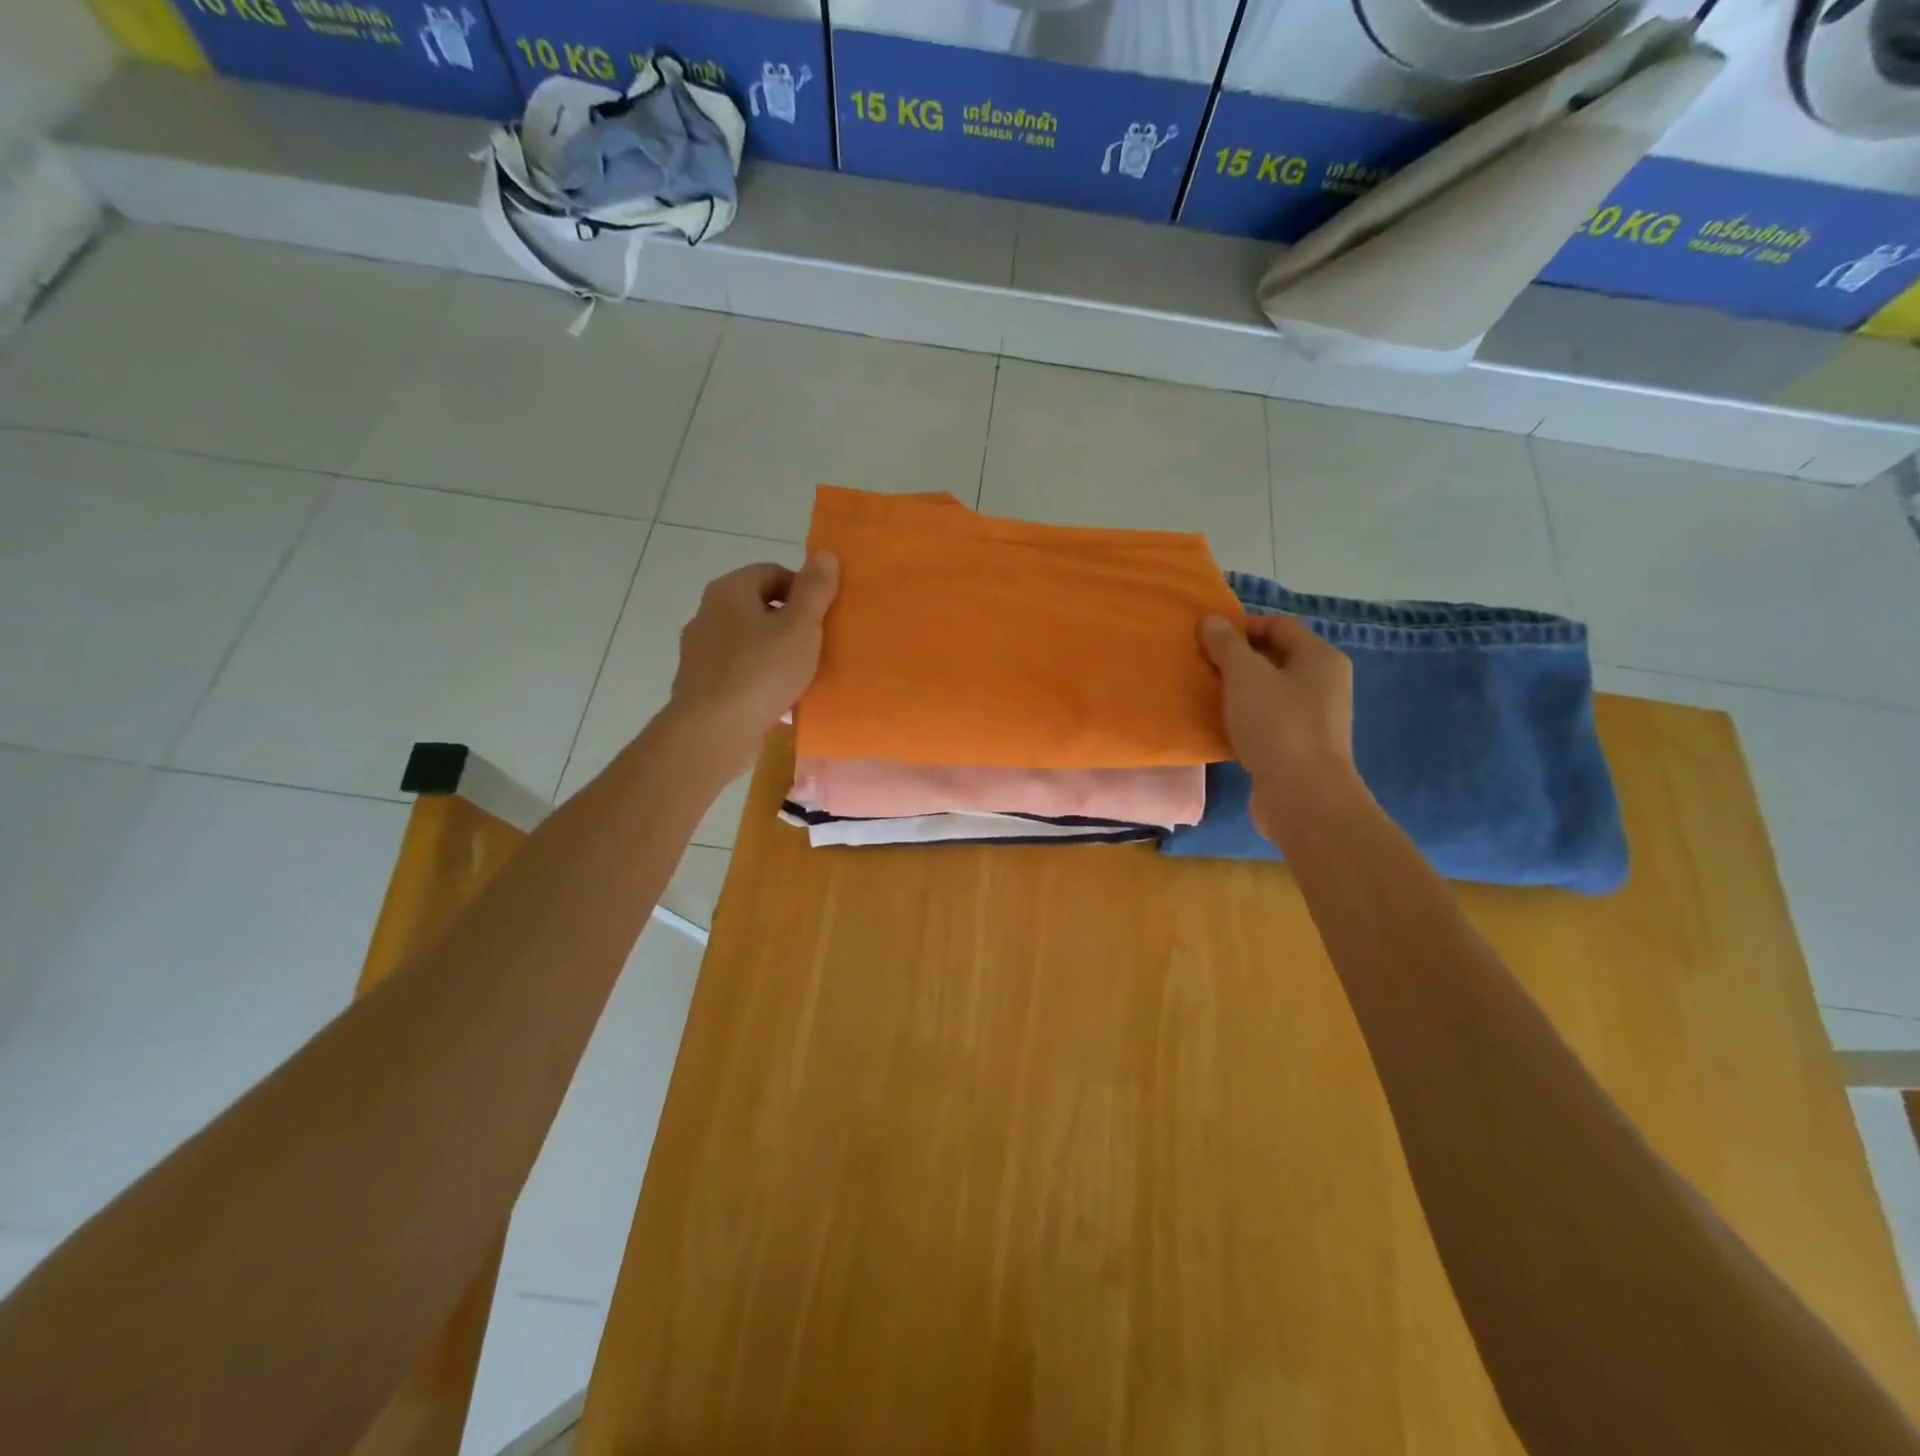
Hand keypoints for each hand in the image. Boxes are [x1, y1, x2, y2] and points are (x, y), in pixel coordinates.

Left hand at [667, 553, 838, 775]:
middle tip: (817, 646)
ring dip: (774, 653)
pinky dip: (758, 679)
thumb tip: (824, 553)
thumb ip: (814, 590)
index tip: (823, 617)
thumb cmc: (761, 671)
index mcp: (729, 590)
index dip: (803, 590)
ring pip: (747, 642)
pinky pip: (737, 672)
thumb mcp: (800, 627)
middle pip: (758, 607)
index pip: (772, 572)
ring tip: (800, 676)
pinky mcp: (700, 684)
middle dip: (789, 623)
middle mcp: (707, 613)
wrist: (714, 731)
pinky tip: (777, 700)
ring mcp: (699, 651)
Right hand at [1200, 614, 1358, 838]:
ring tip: (1207, 695)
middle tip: (1203, 666)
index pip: (1279, 626)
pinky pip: (1269, 721)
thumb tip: (1212, 621)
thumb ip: (1227, 645)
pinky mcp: (1300, 748)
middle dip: (1238, 659)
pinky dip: (1245, 718)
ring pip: (1270, 692)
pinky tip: (1221, 726)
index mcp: (1320, 658)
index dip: (1243, 626)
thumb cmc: (1277, 726)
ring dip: (1239, 691)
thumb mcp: (1245, 677)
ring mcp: (1315, 718)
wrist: (1303, 796)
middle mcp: (1325, 683)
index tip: (1208, 639)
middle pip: (1276, 658)